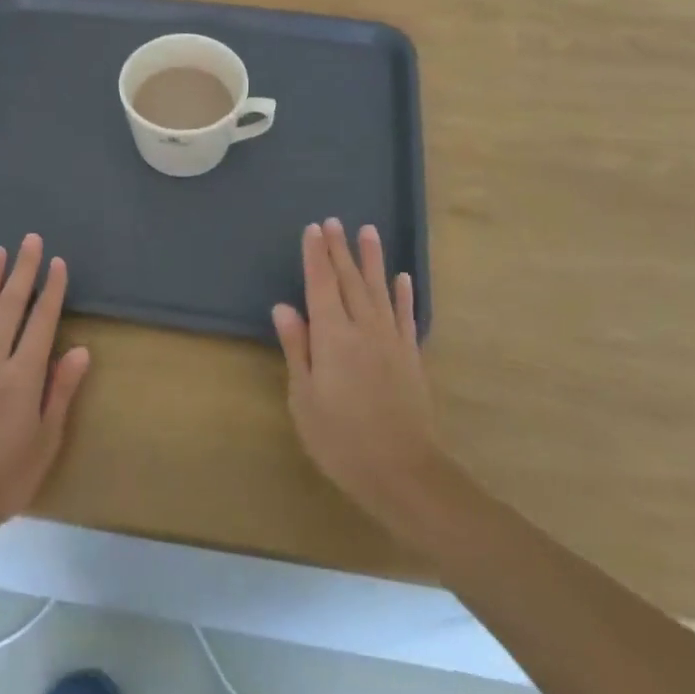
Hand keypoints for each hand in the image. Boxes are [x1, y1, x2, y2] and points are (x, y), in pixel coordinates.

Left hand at [0, 234, 90, 535]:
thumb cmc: (5, 476)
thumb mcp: (46, 440)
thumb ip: (60, 391)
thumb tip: (80, 350)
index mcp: (23, 375)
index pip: (42, 322)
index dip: (52, 290)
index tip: (58, 262)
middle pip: (10, 307)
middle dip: (22, 271)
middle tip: (30, 239)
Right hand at [272, 220, 441, 526]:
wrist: (404, 472)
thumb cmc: (342, 439)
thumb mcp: (305, 398)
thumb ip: (298, 348)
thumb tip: (284, 307)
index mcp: (332, 336)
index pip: (321, 285)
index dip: (316, 256)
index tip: (313, 229)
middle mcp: (363, 328)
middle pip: (350, 280)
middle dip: (340, 250)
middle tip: (334, 222)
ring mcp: (391, 340)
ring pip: (379, 289)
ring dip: (372, 259)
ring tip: (368, 231)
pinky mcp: (410, 356)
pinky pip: (405, 315)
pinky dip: (403, 293)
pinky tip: (402, 277)